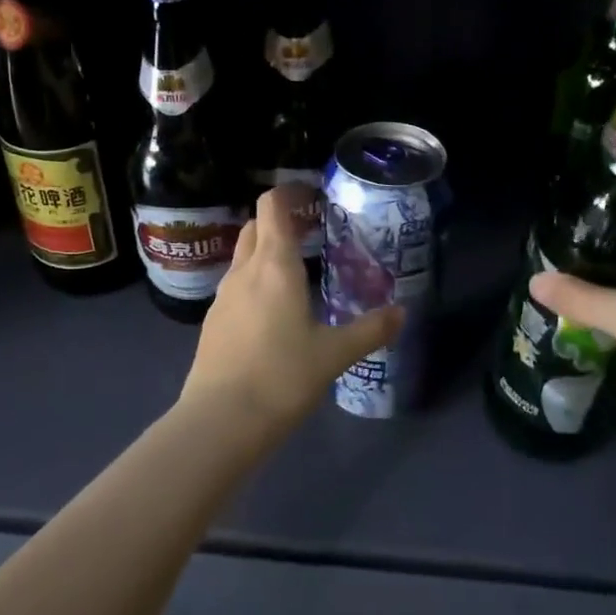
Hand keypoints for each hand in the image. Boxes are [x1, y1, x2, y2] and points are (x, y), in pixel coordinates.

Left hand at [182, 185, 402, 441]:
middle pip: (256, 227)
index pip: (272, 207)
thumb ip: (369, 330)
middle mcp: (244, 271)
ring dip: (265, 252)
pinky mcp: (213, 322)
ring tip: (296, 272)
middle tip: (311, 233)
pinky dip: (254, 282)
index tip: (311, 196)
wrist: (220, 421)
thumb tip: (402, 313)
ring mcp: (223, 296)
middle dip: (279, 221)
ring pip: (243, 257)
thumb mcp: (334, 355)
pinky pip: (236, 286)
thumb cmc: (281, 377)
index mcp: (274, 266)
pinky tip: (273, 311)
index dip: (288, 193)